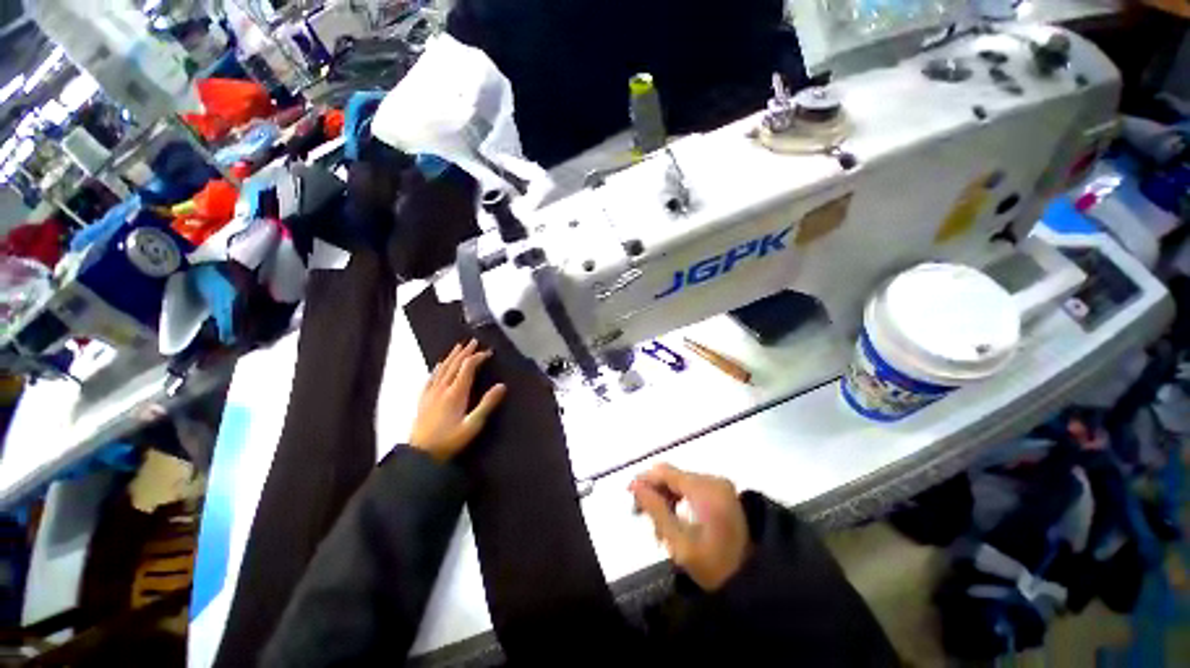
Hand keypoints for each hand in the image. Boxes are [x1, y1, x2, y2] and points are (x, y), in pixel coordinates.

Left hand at [409, 340, 506, 461]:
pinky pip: (431, 377)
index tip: (488, 352)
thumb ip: (487, 404)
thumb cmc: (450, 440)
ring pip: (442, 368)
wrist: (420, 454)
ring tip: (459, 346)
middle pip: (454, 364)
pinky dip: (437, 368)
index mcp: (455, 393)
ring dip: (452, 356)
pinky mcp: (423, 399)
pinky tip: (438, 365)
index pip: (467, 367)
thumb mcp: (473, 425)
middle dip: (465, 352)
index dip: (478, 357)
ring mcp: (431, 393)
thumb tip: (501, 385)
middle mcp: (442, 388)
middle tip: (474, 341)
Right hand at [630, 464, 751, 591]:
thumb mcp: (680, 543)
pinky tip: (674, 520)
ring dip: (666, 498)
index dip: (645, 480)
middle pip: (673, 476)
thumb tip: (635, 485)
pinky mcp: (723, 493)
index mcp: (705, 490)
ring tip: (658, 527)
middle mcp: (714, 480)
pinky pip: (693, 488)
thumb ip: (656, 510)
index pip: (666, 472)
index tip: (629, 494)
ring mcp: (720, 486)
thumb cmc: (715, 567)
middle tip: (641, 516)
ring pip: (681, 482)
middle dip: (655, 492)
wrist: (755, 581)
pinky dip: (680, 500)